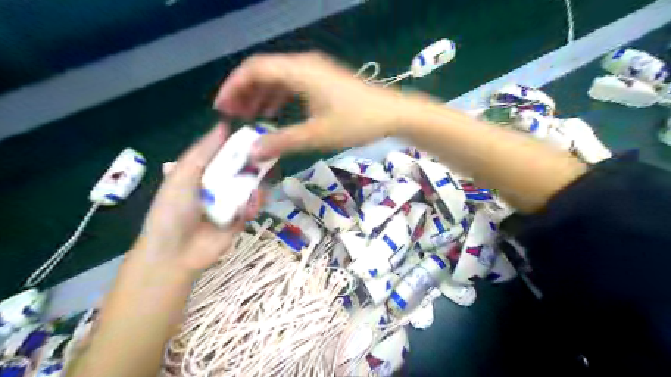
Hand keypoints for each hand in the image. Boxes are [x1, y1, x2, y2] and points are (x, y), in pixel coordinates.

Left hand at [136, 125, 261, 272]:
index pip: (225, 152)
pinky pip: (253, 206)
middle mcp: (218, 184)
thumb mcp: (184, 175)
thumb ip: (204, 151)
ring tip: (255, 192)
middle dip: (255, 165)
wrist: (176, 253)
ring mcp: (231, 202)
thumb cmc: (173, 210)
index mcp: (202, 171)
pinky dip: (255, 205)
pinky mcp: (240, 218)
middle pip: (242, 169)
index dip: (240, 144)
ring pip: (252, 187)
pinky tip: (250, 208)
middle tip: (269, 160)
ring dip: (256, 187)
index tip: (258, 136)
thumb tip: (223, 124)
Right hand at [218, 52, 411, 159]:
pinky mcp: (323, 82)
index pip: (254, 69)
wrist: (392, 114)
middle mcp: (303, 65)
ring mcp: (314, 72)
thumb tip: (253, 153)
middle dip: (244, 93)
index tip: (221, 109)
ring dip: (261, 97)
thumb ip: (281, 142)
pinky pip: (292, 86)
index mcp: (298, 71)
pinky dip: (278, 99)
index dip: (233, 87)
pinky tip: (273, 115)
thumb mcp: (316, 135)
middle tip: (232, 117)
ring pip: (278, 79)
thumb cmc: (356, 123)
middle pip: (264, 72)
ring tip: (249, 118)